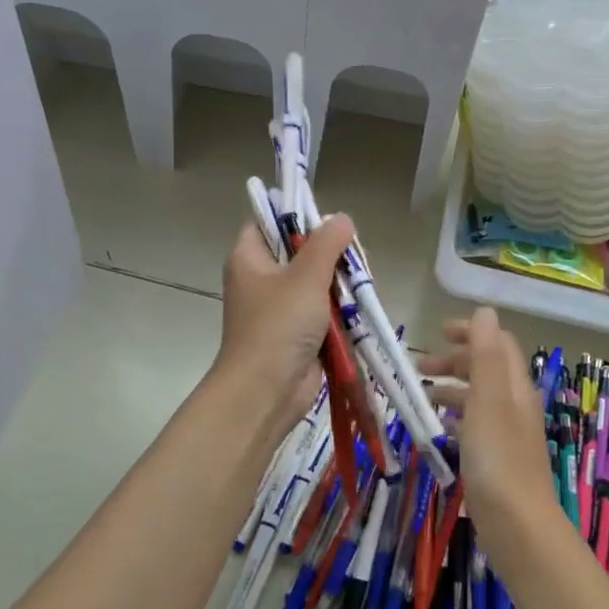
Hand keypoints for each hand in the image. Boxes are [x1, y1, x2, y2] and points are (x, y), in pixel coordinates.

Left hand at [216, 214, 354, 428]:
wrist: (267, 391)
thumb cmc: (278, 325)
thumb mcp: (306, 276)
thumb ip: (327, 243)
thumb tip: (342, 218)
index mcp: (249, 258)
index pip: (268, 222)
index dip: (295, 216)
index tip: (327, 223)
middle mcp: (261, 280)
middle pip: (298, 252)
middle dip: (329, 255)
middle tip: (353, 258)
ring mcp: (279, 309)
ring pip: (315, 283)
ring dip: (338, 285)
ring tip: (359, 284)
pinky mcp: (297, 333)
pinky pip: (322, 311)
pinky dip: (339, 311)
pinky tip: (357, 309)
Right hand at [420, 309, 559, 530]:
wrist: (516, 523)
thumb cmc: (497, 456)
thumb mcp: (487, 398)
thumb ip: (485, 354)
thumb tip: (484, 311)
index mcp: (515, 386)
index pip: (497, 344)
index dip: (470, 333)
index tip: (438, 332)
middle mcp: (516, 404)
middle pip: (487, 369)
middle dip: (455, 361)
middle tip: (419, 367)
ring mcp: (508, 433)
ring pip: (479, 398)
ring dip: (452, 389)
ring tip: (423, 396)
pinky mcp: (498, 459)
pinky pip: (475, 425)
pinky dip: (456, 417)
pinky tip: (439, 428)